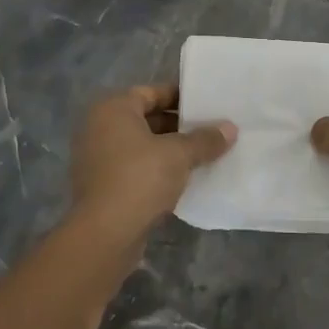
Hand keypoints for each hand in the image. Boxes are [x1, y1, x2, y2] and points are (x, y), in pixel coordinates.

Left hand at [68, 85, 235, 242]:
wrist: (104, 235)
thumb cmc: (140, 179)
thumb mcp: (179, 155)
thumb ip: (205, 139)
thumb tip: (230, 128)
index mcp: (113, 109)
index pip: (151, 92)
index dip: (180, 97)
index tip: (206, 106)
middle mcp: (100, 128)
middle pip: (146, 119)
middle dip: (178, 126)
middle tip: (210, 130)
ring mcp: (97, 159)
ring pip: (141, 146)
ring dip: (169, 150)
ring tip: (203, 155)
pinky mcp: (101, 187)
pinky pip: (135, 168)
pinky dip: (156, 170)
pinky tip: (183, 179)